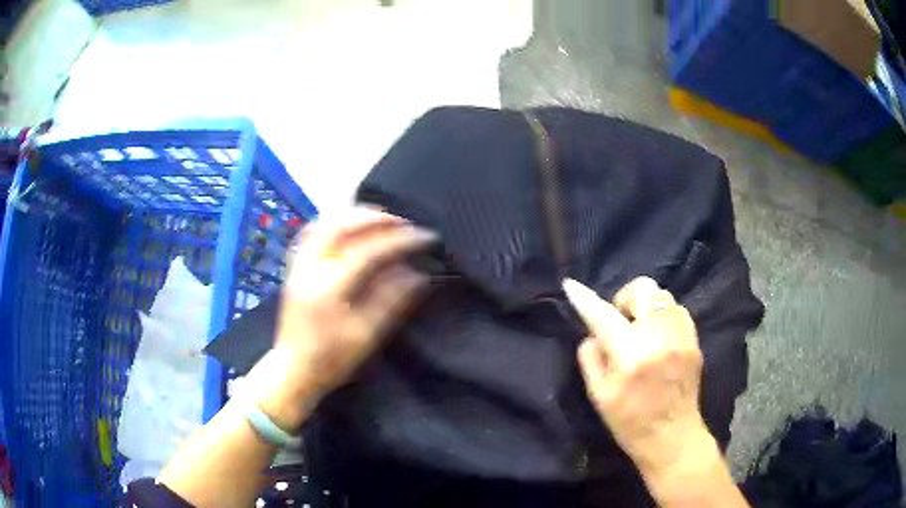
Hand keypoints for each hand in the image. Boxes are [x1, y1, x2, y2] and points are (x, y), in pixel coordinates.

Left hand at [249, 207, 435, 429]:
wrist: (293, 370)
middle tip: (404, 223)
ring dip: (354, 215)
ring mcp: (298, 265)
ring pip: (323, 222)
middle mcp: (309, 268)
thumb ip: (391, 300)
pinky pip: (312, 231)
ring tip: (381, 219)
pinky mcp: (294, 267)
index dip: (400, 241)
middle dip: (376, 217)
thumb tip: (419, 273)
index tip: (426, 237)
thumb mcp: (366, 335)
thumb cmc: (332, 359)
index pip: (369, 251)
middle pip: (341, 224)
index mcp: (329, 288)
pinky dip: (335, 221)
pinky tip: (351, 227)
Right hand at [563, 277, 708, 473]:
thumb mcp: (598, 396)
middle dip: (625, 298)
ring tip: (641, 330)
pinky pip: (677, 309)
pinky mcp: (694, 340)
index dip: (584, 299)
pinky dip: (663, 315)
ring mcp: (681, 337)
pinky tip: (658, 336)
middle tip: (621, 321)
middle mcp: (659, 338)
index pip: (603, 316)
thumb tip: (592, 333)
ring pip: (662, 295)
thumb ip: (590, 359)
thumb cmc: (630, 422)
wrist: (672, 437)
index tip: (571, 285)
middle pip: (643, 289)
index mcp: (630, 355)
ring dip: (646, 306)